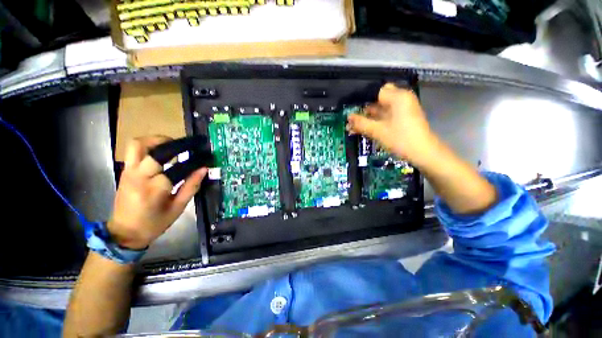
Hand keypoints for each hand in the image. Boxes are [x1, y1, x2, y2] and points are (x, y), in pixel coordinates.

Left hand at [108, 136, 207, 249]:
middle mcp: (139, 177)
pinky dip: (148, 146)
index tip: (204, 158)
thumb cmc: (153, 224)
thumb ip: (191, 187)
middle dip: (173, 144)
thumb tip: (203, 169)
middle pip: (153, 149)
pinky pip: (133, 151)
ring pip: (137, 144)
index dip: (193, 161)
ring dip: (156, 140)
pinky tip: (160, 153)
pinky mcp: (124, 171)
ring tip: (171, 145)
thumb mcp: (178, 208)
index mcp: (155, 189)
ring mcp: (128, 172)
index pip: (177, 167)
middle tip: (187, 147)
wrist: (124, 233)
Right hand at [346, 83, 436, 164]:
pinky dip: (375, 121)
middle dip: (364, 110)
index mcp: (398, 97)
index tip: (351, 109)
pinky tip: (364, 129)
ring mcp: (402, 109)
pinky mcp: (402, 118)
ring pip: (381, 109)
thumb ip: (361, 123)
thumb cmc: (400, 139)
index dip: (362, 99)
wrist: (423, 153)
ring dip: (368, 117)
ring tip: (353, 127)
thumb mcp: (377, 131)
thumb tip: (348, 118)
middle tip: (351, 120)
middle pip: (378, 100)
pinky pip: (385, 116)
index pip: (376, 91)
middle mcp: (401, 99)